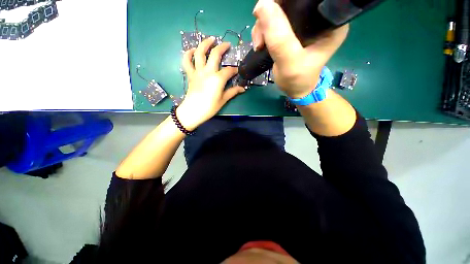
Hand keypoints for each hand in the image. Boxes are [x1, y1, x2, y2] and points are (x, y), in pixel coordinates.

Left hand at [176, 37, 244, 130]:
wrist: (193, 111)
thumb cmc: (210, 107)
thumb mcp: (223, 100)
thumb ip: (233, 92)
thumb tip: (243, 88)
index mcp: (218, 79)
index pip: (229, 70)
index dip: (235, 70)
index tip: (238, 71)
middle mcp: (208, 71)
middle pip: (215, 54)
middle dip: (222, 47)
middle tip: (227, 44)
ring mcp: (198, 71)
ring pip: (199, 53)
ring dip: (205, 44)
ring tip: (211, 39)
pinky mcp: (190, 74)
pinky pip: (187, 61)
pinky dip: (188, 54)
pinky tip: (192, 50)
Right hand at [251, 0, 348, 98]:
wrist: (294, 89)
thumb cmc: (298, 80)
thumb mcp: (290, 62)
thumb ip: (280, 38)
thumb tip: (263, 5)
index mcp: (329, 21)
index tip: (270, 10)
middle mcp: (317, 17)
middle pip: (290, 1)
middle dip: (270, 12)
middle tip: (261, 34)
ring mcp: (302, 23)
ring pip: (278, 9)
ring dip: (263, 24)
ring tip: (259, 44)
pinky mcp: (291, 29)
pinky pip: (273, 20)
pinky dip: (262, 29)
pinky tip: (260, 43)